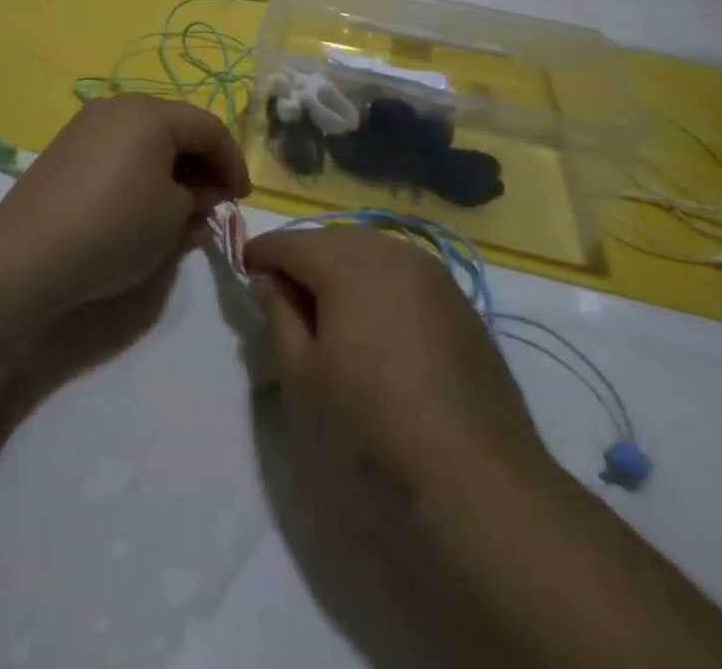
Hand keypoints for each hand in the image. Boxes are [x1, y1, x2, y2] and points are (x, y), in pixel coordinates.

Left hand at [0, 94, 250, 310]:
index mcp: (152, 113)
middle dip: (201, 160)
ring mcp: (88, 122)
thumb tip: (203, 191)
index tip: (241, 198)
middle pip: (176, 124)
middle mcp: (120, 105)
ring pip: (146, 135)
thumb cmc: (114, 228)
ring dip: (171, 163)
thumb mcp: (172, 217)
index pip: (209, 127)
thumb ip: (199, 197)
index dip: (232, 161)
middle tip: (214, 199)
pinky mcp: (66, 145)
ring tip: (180, 202)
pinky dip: (140, 166)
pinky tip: (141, 199)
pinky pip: (118, 146)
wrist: (27, 254)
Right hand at [244, 226, 547, 509]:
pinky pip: (404, 275)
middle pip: (334, 240)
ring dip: (344, 268)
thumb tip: (276, 282)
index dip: (262, 252)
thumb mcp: (301, 379)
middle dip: (305, 257)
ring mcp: (434, 274)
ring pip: (373, 252)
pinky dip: (380, 285)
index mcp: (349, 263)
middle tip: (284, 292)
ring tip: (329, 308)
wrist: (477, 480)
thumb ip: (278, 316)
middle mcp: (393, 252)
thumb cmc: (371, 428)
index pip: (292, 243)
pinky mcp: (460, 303)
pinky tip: (378, 325)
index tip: (244, 267)